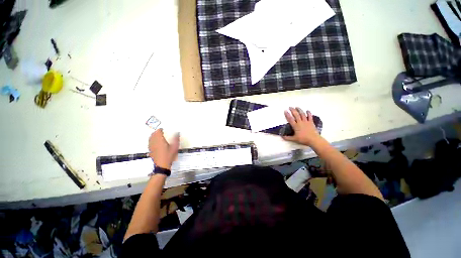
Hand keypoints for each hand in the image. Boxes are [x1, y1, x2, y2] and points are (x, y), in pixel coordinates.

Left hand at [148, 129, 179, 169]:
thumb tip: (177, 133)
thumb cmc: (169, 155)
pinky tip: (156, 143)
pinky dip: (152, 140)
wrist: (162, 165)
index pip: (158, 132)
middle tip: (161, 132)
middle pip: (153, 134)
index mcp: (159, 140)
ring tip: (158, 136)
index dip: (160, 129)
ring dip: (154, 136)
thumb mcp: (175, 147)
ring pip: (150, 138)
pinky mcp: (150, 150)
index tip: (164, 129)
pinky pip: (150, 143)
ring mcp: (151, 147)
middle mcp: (154, 142)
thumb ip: (176, 139)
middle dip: (157, 132)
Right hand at [283, 107, 320, 146]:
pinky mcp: (311, 122)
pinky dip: (309, 113)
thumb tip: (281, 136)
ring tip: (297, 107)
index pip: (290, 119)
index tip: (285, 110)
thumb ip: (287, 138)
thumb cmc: (303, 139)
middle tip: (290, 107)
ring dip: (299, 110)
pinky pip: (310, 116)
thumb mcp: (294, 139)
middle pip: (296, 115)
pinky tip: (307, 110)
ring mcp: (306, 122)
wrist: (313, 139)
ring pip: (302, 114)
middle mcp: (300, 122)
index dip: (287, 114)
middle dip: (293, 110)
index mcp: (296, 126)